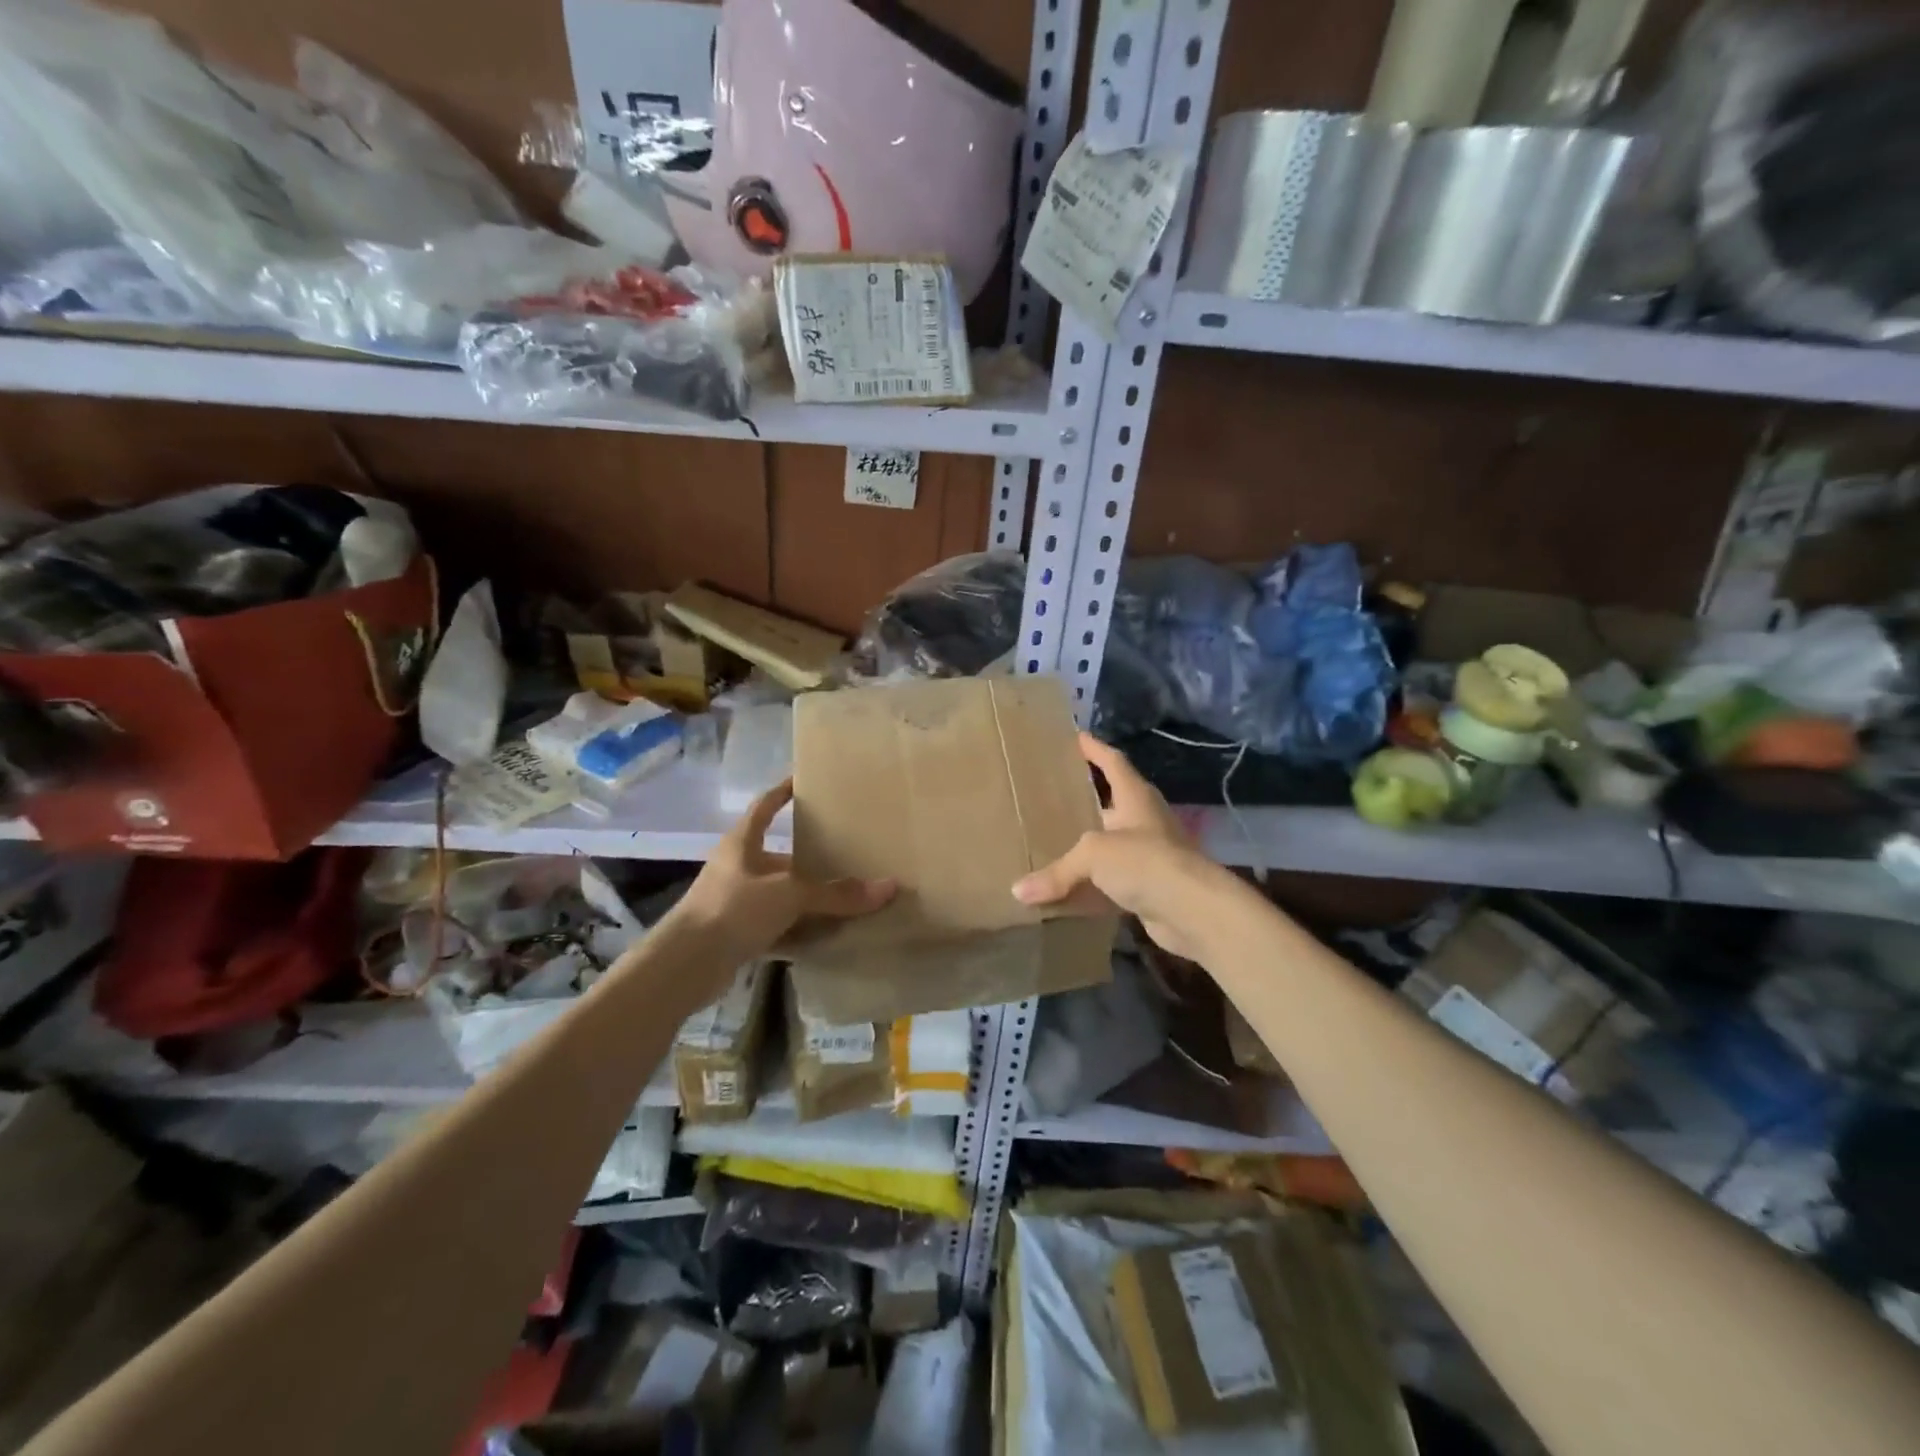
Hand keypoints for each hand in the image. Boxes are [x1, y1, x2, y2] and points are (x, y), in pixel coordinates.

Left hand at [667, 779, 894, 972]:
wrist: (685, 965)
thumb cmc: (733, 909)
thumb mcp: (789, 894)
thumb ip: (837, 893)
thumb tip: (889, 887)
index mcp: (742, 844)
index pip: (765, 806)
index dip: (784, 792)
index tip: (806, 782)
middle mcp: (738, 868)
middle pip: (781, 855)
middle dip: (811, 856)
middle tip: (849, 849)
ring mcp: (736, 903)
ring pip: (781, 894)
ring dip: (809, 898)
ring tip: (848, 894)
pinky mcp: (738, 935)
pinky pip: (778, 926)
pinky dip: (800, 930)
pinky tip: (828, 935)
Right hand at [1012, 733, 1224, 961]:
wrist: (1193, 912)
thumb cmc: (1145, 862)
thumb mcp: (1093, 855)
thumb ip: (1057, 871)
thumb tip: (1018, 892)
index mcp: (1135, 798)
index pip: (1113, 762)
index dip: (1094, 749)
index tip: (1075, 736)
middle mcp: (1144, 822)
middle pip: (1110, 805)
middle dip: (1084, 801)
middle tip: (1049, 796)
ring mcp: (1149, 856)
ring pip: (1108, 847)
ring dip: (1085, 848)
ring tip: (1049, 842)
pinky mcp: (1147, 889)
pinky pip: (1109, 884)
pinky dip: (1088, 888)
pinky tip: (1064, 893)